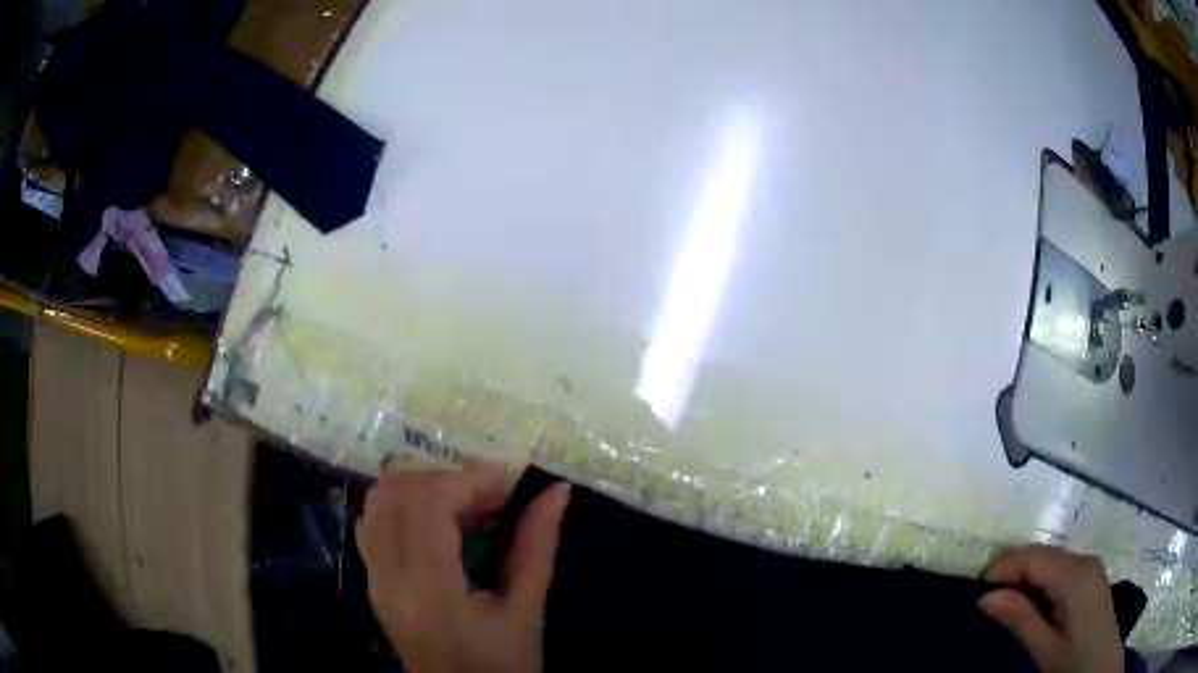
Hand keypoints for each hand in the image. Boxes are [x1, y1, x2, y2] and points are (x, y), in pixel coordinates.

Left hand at [357, 467, 570, 672]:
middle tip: (495, 500)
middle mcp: (388, 576)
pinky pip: (374, 520)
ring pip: (380, 499)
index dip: (471, 480)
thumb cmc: (501, 666)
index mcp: (429, 589)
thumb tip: (558, 491)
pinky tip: (440, 525)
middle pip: (398, 491)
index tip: (513, 484)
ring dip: (426, 489)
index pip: (429, 504)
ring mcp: (373, 577)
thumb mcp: (526, 612)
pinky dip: (405, 506)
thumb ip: (537, 548)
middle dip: (450, 480)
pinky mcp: (371, 580)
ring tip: (470, 509)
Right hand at [978, 545, 1122, 672]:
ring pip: (1051, 559)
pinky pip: (1061, 567)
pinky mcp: (1091, 577)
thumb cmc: (1074, 662)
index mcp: (1075, 576)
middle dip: (1012, 571)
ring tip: (1004, 605)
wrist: (1102, 667)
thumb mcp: (1045, 649)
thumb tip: (985, 597)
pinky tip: (1032, 603)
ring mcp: (1090, 567)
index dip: (1003, 569)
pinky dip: (1041, 579)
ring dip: (1026, 576)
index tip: (976, 594)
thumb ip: (1020, 619)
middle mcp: (1085, 561)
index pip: (1034, 558)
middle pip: (1043, 554)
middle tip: (986, 602)